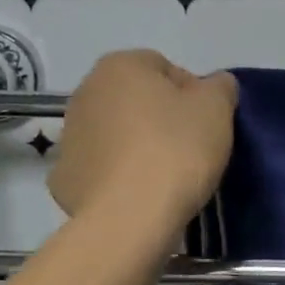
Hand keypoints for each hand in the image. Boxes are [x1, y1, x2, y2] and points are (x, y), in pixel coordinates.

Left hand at [47, 51, 236, 230]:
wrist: (129, 218)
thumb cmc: (176, 149)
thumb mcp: (217, 108)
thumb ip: (220, 86)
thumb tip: (215, 85)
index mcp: (119, 66)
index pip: (165, 68)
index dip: (192, 94)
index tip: (206, 123)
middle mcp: (85, 92)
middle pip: (136, 100)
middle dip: (160, 118)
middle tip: (189, 148)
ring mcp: (69, 136)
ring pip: (116, 134)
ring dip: (136, 146)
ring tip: (165, 176)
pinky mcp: (63, 179)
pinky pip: (100, 169)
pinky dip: (117, 177)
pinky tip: (139, 195)